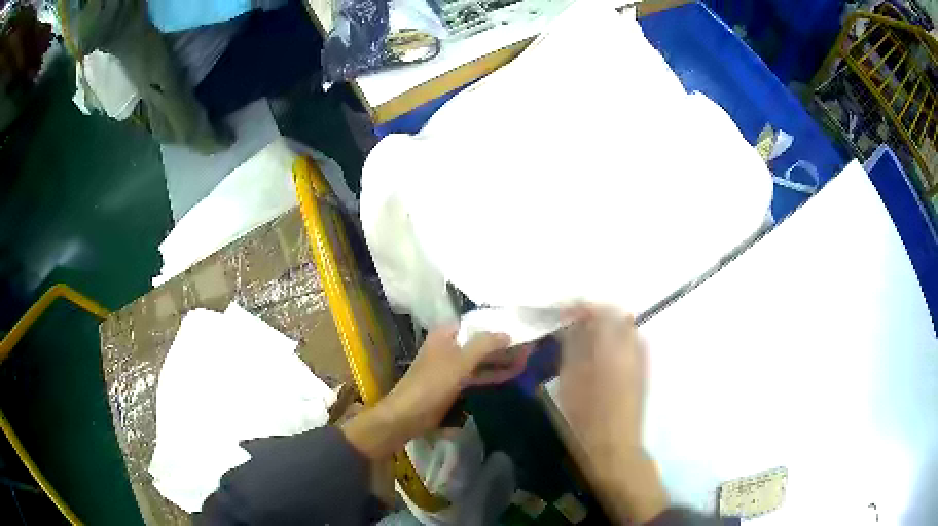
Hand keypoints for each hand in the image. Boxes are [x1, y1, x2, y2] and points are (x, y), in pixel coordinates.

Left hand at [342, 324, 530, 459]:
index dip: (499, 323)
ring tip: (529, 358)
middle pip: (482, 341)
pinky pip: (479, 374)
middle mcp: (450, 345)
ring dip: (502, 359)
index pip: (478, 322)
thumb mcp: (460, 362)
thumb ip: (484, 345)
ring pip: (482, 359)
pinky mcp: (455, 383)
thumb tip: (507, 332)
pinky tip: (513, 373)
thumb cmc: (432, 384)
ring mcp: (452, 365)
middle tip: (532, 344)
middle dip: (505, 343)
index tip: (522, 325)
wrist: (408, 415)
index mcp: (446, 333)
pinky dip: (494, 373)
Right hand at [557, 306, 666, 523]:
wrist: (614, 448)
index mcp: (612, 348)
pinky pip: (630, 343)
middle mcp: (631, 348)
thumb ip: (572, 347)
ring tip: (583, 337)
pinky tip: (598, 354)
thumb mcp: (570, 381)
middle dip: (594, 313)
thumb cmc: (585, 419)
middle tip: (571, 323)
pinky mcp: (642, 372)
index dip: (580, 307)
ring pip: (625, 329)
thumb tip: (571, 324)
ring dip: (605, 326)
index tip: (562, 312)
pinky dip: (614, 340)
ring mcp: (640, 360)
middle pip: (616, 315)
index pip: (600, 311)